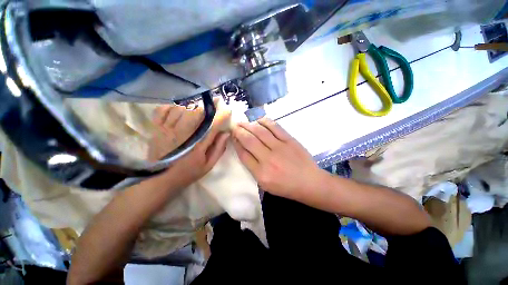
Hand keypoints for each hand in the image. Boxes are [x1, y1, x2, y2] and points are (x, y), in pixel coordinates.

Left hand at [147, 104, 230, 190]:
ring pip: (181, 109)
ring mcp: (167, 130)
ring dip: (192, 106)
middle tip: (214, 103)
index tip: (227, 109)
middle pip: (196, 113)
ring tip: (198, 108)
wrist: (159, 180)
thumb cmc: (187, 173)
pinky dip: (172, 107)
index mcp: (197, 146)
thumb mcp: (208, 165)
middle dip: (208, 106)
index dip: (221, 115)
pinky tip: (179, 110)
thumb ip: (219, 149)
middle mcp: (182, 135)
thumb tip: (226, 133)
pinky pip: (163, 110)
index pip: (212, 125)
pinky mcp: (156, 129)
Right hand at [232, 117, 323, 199]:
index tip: (232, 136)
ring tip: (243, 122)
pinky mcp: (289, 140)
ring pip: (260, 131)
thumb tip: (244, 149)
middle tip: (234, 126)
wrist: (309, 182)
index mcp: (261, 174)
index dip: (236, 143)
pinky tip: (259, 120)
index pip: (243, 154)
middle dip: (239, 131)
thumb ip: (253, 168)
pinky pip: (274, 127)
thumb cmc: (286, 187)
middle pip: (249, 140)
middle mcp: (268, 159)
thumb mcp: (265, 184)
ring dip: (249, 125)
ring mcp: (280, 147)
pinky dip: (265, 121)